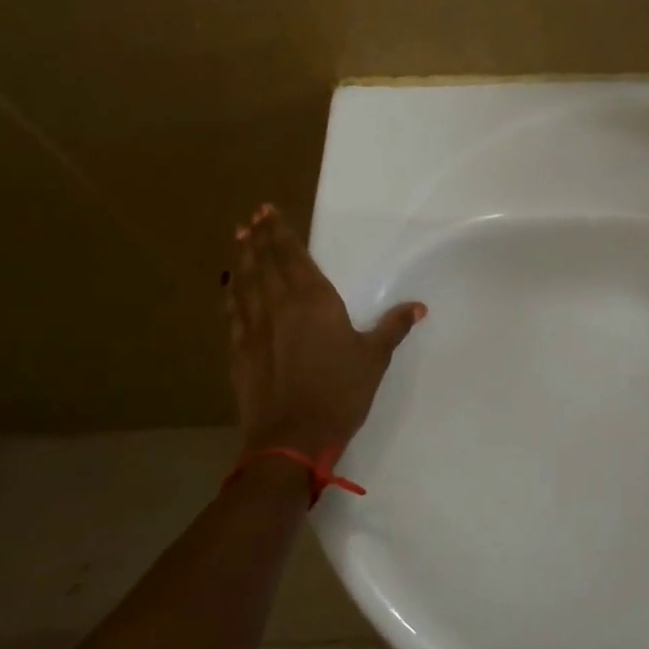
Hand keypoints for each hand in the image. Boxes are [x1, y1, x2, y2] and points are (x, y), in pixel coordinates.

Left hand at [224, 204, 424, 461]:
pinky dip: (232, 294)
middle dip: (259, 238)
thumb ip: (393, 327)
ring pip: (245, 284)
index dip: (281, 233)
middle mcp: (279, 306)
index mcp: (314, 301)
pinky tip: (230, 288)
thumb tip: (418, 307)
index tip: (268, 212)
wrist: (292, 437)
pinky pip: (234, 313)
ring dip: (242, 259)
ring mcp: (255, 329)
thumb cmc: (340, 392)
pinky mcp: (240, 352)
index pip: (294, 257)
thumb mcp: (374, 358)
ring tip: (239, 239)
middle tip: (252, 217)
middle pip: (265, 264)